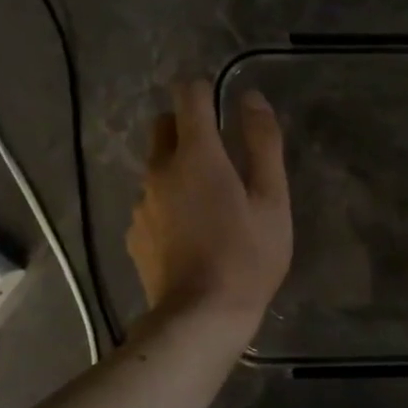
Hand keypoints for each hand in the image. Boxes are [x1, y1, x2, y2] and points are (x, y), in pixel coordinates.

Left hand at [127, 80, 292, 326]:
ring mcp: (141, 203)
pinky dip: (169, 203)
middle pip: (165, 127)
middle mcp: (159, 169)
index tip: (223, 105)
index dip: (205, 90)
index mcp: (196, 154)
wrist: (201, 317)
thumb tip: (252, 99)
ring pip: (158, 167)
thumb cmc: (248, 255)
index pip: (188, 95)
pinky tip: (192, 234)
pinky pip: (152, 201)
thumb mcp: (272, 199)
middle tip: (222, 158)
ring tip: (211, 204)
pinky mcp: (134, 233)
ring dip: (179, 169)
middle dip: (189, 127)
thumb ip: (263, 144)